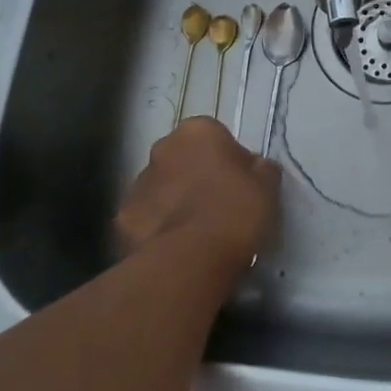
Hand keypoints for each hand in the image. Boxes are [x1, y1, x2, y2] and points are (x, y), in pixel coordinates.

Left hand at [116, 117, 279, 270]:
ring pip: (162, 188)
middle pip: (184, 159)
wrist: (189, 259)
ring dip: (175, 201)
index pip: (216, 137)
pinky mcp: (122, 219)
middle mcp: (162, 148)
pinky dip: (158, 228)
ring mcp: (138, 183)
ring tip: (196, 233)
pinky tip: (175, 248)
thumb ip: (261, 169)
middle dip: (196, 177)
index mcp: (197, 131)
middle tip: (218, 207)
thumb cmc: (235, 212)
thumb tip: (256, 167)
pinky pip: (146, 218)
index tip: (241, 185)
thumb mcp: (268, 187)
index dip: (230, 161)